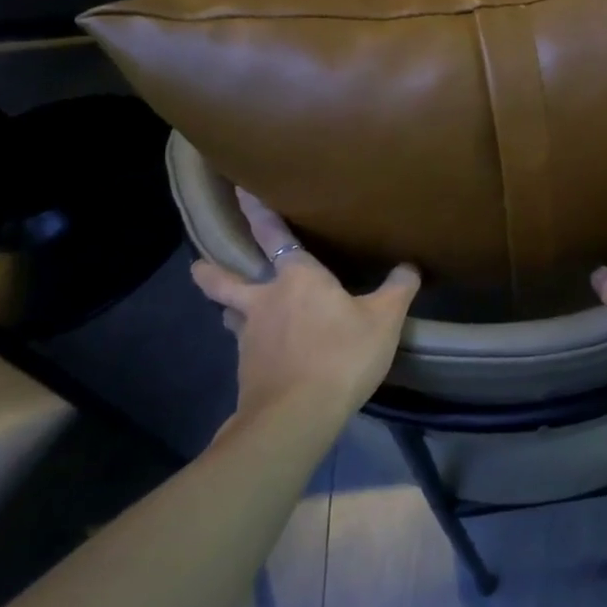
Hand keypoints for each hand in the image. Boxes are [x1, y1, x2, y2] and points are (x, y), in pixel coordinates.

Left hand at [191, 190, 419, 424]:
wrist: (296, 415)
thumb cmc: (342, 354)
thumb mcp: (384, 319)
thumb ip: (398, 289)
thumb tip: (409, 265)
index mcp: (297, 278)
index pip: (275, 236)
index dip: (259, 212)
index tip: (240, 192)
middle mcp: (265, 300)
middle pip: (226, 281)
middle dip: (212, 272)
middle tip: (197, 267)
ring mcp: (249, 337)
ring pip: (233, 316)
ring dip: (232, 310)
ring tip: (236, 312)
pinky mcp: (247, 370)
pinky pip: (247, 348)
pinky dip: (254, 346)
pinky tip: (267, 355)